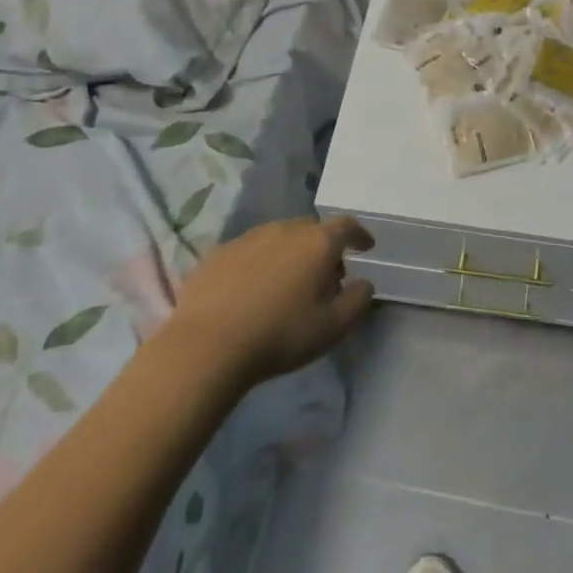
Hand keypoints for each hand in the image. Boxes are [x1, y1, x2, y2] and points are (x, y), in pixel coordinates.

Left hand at [164, 215, 375, 386]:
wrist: (206, 346)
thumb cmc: (279, 335)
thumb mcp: (332, 328)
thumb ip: (357, 301)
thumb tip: (365, 284)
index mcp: (317, 243)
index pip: (346, 226)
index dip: (359, 235)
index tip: (366, 247)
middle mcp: (284, 230)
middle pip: (311, 230)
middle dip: (323, 248)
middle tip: (325, 275)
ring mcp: (248, 238)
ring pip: (279, 238)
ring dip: (290, 253)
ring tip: (287, 283)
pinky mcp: (217, 253)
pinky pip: (249, 251)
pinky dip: (259, 263)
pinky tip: (251, 290)